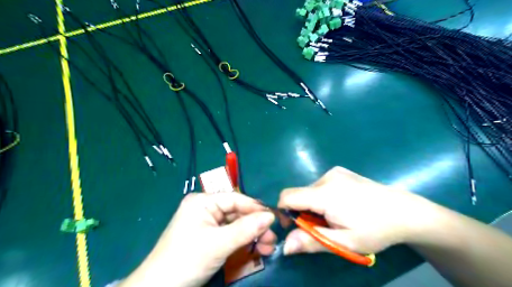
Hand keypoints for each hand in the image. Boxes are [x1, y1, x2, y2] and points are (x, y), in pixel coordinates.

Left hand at [120, 192, 275, 286]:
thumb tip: (271, 216)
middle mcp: (205, 208)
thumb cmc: (186, 260)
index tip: (275, 218)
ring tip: (268, 247)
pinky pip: (230, 235)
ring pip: (236, 225)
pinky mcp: (208, 237)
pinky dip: (243, 242)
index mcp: (203, 202)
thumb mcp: (219, 243)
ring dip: (252, 235)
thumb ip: (246, 229)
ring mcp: (207, 224)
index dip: (255, 208)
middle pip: (237, 213)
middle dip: (255, 225)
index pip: (235, 199)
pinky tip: (256, 248)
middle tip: (272, 238)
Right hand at [280, 166, 430, 255]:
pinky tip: (341, 205)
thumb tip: (285, 246)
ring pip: (310, 190)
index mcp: (325, 194)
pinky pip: (320, 185)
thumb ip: (311, 241)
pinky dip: (322, 197)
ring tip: (335, 217)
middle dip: (303, 212)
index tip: (295, 227)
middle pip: (299, 194)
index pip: (288, 197)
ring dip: (313, 205)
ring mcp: (334, 172)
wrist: (404, 211)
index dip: (284, 212)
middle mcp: (326, 177)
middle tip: (322, 227)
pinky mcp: (340, 171)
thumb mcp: (343, 243)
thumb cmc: (375, 230)